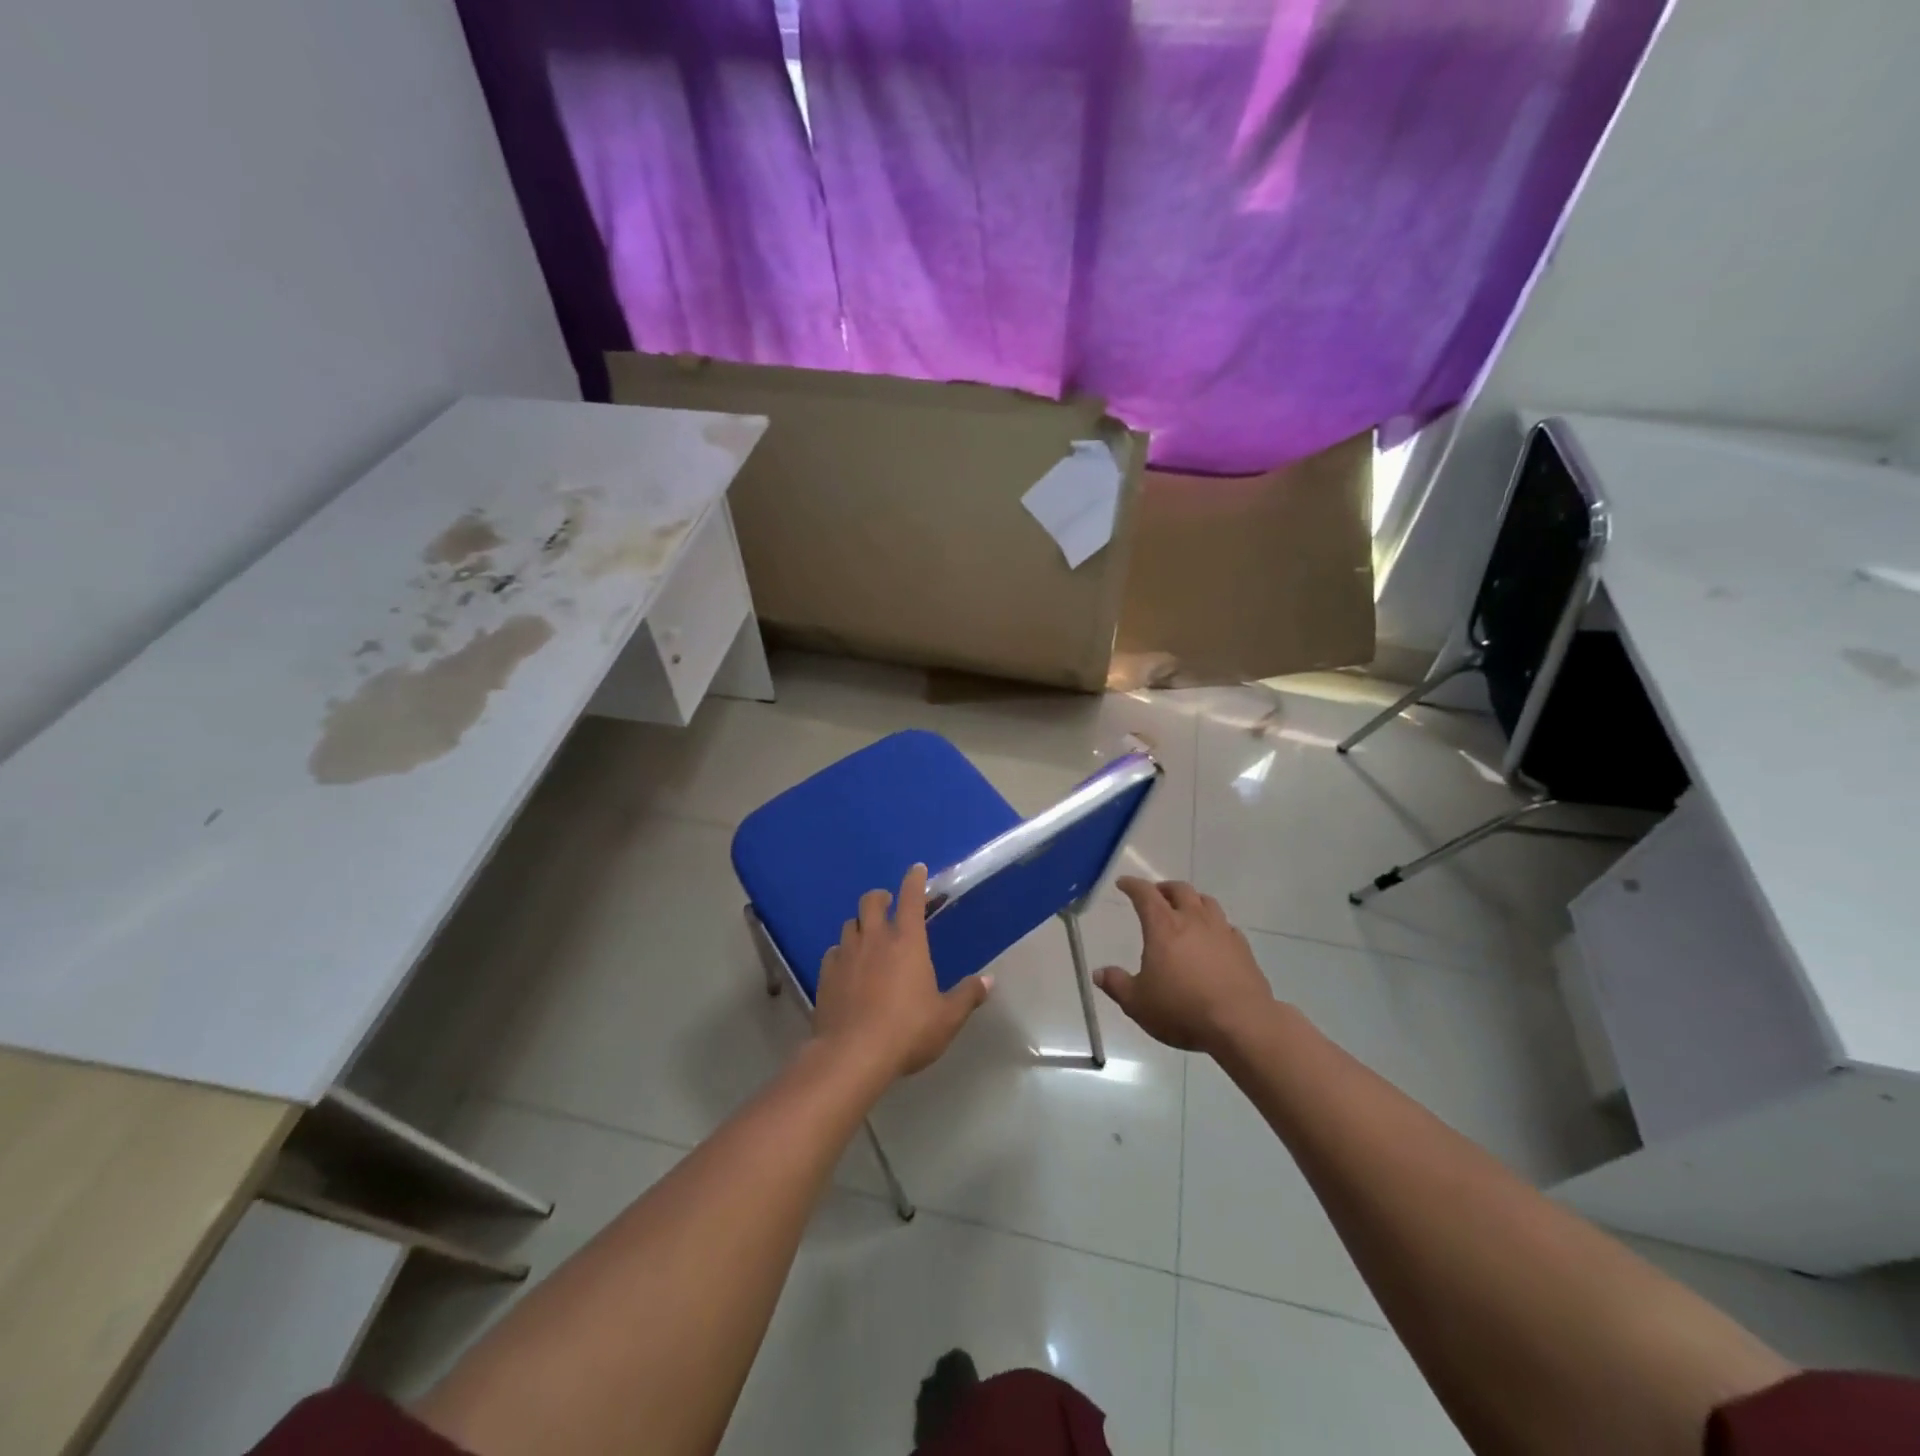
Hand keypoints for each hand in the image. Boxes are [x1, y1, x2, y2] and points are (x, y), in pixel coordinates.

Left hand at [812, 864, 992, 1082]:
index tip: (917, 869)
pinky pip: (833, 952)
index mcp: (907, 942)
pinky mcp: (826, 975)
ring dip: (860, 924)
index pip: (911, 898)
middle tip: (888, 904)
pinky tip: (846, 967)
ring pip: (849, 924)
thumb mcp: (946, 1018)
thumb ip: (967, 996)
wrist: (852, 1055)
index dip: (914, 880)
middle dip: (881, 897)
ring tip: (867, 936)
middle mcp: (874, 939)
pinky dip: (841, 953)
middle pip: (871, 901)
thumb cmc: (907, 1031)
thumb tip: (988, 981)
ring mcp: (846, 955)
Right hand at [1097, 878, 1273, 1054]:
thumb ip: (1117, 985)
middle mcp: (1193, 920)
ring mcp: (1222, 932)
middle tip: (1155, 895)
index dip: (1132, 885)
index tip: (1123, 883)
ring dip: (1192, 900)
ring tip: (1185, 910)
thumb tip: (1099, 973)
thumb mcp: (1138, 1003)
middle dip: (1164, 888)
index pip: (1145, 894)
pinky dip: (1214, 924)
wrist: (1241, 1024)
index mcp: (1164, 926)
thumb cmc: (1182, 1010)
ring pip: (1206, 902)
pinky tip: (1213, 938)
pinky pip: (1226, 925)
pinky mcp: (1243, 949)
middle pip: (1180, 890)